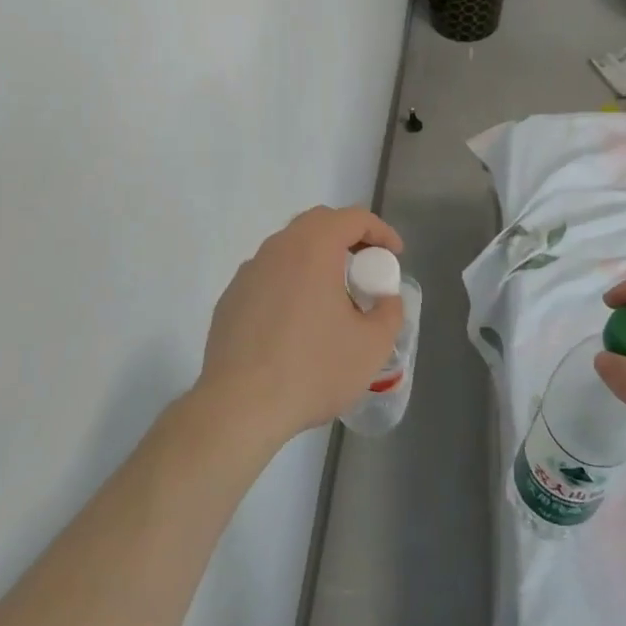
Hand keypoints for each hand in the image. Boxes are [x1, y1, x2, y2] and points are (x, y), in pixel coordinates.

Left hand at [199, 206, 404, 446]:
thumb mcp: (372, 346)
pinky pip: (268, 276)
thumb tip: (385, 300)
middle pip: (318, 223)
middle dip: (347, 237)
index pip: (353, 218)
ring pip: (290, 248)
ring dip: (316, 259)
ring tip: (333, 296)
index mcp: (314, 248)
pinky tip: (297, 321)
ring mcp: (249, 272)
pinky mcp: (230, 299)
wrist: (238, 408)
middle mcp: (278, 248)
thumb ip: (389, 313)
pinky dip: (290, 282)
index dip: (380, 231)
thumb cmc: (312, 370)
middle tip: (366, 266)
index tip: (395, 255)